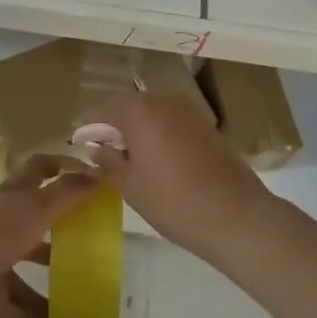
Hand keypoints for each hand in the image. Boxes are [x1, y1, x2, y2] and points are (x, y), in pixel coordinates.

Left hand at [0, 156, 102, 317]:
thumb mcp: (34, 209)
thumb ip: (67, 194)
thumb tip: (99, 176)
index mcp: (12, 197)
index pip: (38, 170)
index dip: (61, 167)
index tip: (90, 177)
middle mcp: (4, 225)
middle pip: (38, 223)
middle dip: (64, 231)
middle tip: (96, 242)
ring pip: (30, 270)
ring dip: (56, 284)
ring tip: (87, 298)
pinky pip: (21, 311)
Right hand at [81, 93, 269, 258]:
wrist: (237, 217)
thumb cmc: (174, 201)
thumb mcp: (130, 185)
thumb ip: (108, 161)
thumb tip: (95, 147)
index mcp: (138, 110)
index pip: (102, 110)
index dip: (88, 128)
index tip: (79, 145)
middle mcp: (162, 101)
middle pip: (128, 107)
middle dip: (113, 126)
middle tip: (103, 152)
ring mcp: (188, 111)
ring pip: (151, 114)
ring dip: (137, 129)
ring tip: (130, 158)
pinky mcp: (206, 126)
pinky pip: (171, 122)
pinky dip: (158, 134)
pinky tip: (157, 160)